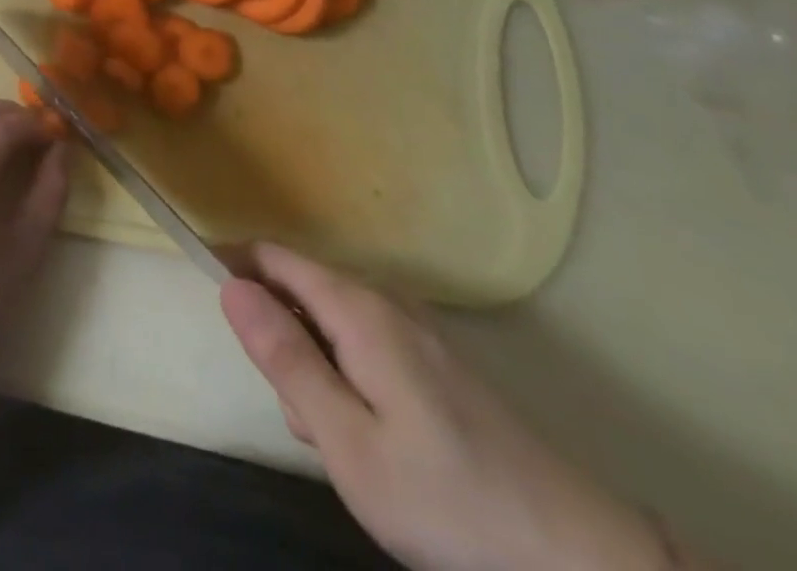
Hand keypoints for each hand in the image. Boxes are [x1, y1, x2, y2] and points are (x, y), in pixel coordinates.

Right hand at [222, 244, 671, 570]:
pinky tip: (381, 444)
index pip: (274, 257)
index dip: (235, 267)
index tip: (213, 305)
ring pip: (332, 327)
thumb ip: (285, 359)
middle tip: (304, 421)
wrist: (583, 562)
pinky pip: (367, 349)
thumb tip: (229, 288)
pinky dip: (351, 383)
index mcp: (359, 310)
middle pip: (301, 292)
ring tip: (348, 445)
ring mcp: (418, 333)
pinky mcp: (439, 366)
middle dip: (282, 341)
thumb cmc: (449, 499)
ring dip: (317, 371)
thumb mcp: (347, 441)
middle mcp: (387, 304)